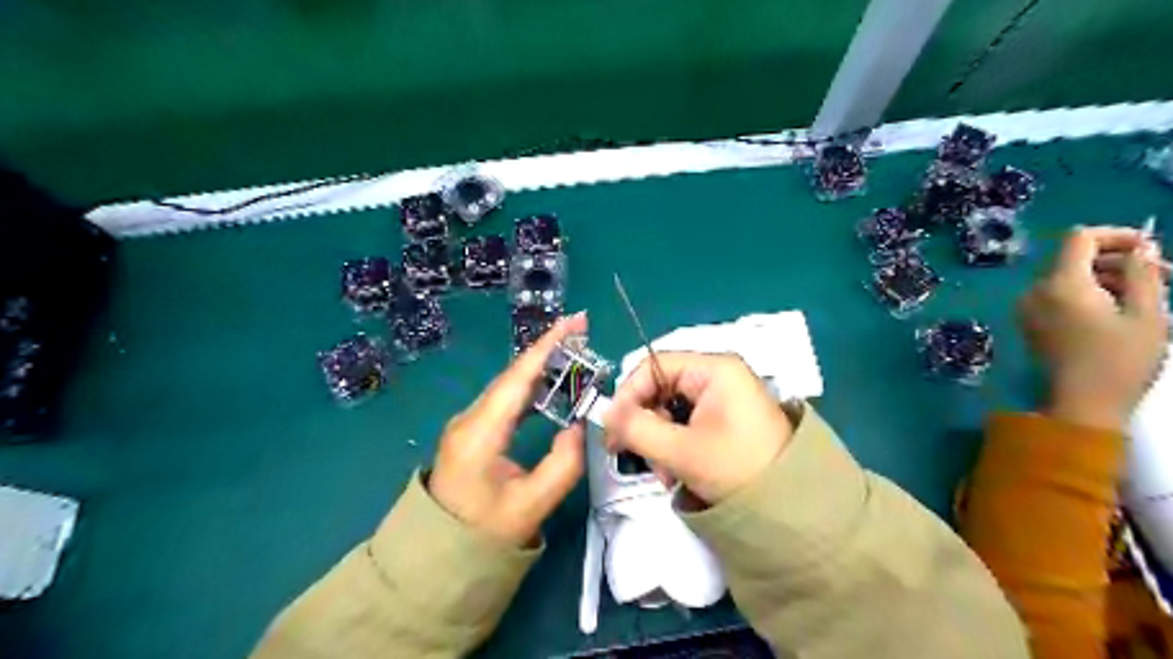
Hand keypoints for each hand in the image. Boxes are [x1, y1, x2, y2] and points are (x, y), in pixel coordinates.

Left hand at [430, 311, 591, 546]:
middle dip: (547, 349)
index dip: (546, 346)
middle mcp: (469, 419)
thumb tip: (580, 426)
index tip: (574, 321)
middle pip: (511, 376)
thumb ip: (563, 464)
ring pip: (507, 386)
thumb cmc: (482, 534)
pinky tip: (547, 383)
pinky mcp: (471, 432)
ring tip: (571, 350)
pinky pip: (503, 400)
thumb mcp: (531, 505)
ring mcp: (467, 424)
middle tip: (581, 331)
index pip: (517, 378)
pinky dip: (528, 385)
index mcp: (480, 432)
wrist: (436, 557)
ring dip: (539, 366)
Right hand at [603, 355, 787, 503]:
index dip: (628, 395)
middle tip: (635, 457)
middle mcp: (717, 376)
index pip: (653, 366)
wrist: (793, 508)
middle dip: (645, 425)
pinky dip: (674, 447)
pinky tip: (677, 473)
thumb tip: (604, 413)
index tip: (613, 428)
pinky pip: (685, 424)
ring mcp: (721, 398)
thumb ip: (636, 428)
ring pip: (669, 410)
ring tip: (665, 474)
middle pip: (660, 389)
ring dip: (658, 441)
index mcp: (713, 369)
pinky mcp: (724, 419)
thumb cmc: (738, 468)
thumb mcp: (681, 450)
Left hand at [1025, 227, 1166, 431]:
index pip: (1080, 238)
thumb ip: (1142, 274)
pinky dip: (1088, 294)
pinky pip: (1058, 296)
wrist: (1082, 403)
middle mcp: (1036, 291)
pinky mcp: (1031, 323)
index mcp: (1061, 283)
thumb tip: (1142, 247)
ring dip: (1107, 278)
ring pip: (1068, 277)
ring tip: (1150, 294)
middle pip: (1074, 258)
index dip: (1117, 235)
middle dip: (1119, 260)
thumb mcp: (1147, 314)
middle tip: (1165, 275)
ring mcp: (1029, 308)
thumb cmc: (1120, 360)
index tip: (1151, 248)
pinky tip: (1120, 309)